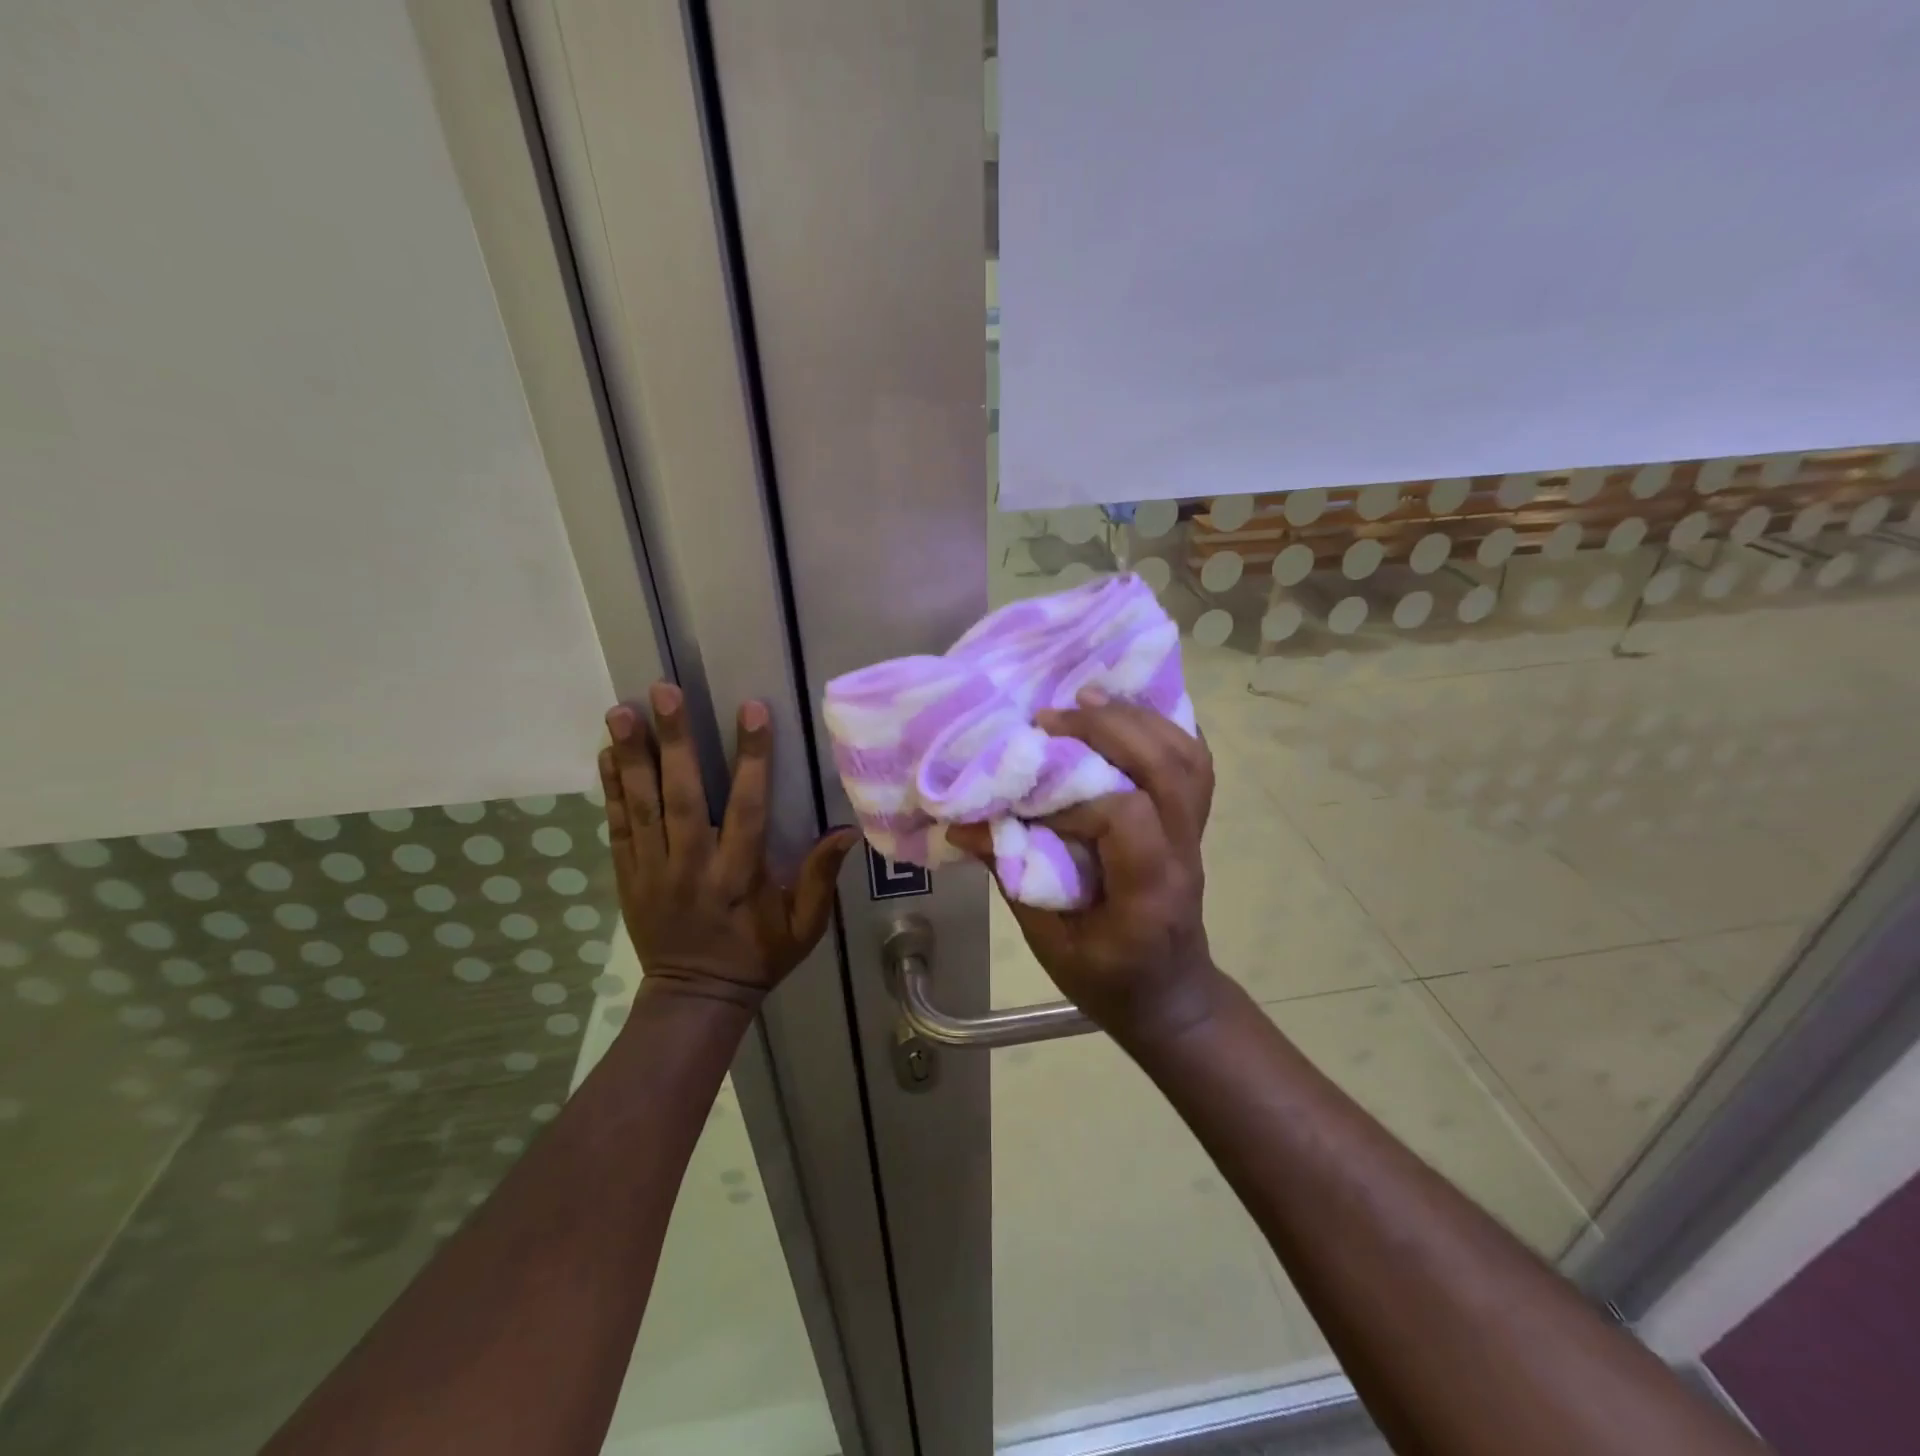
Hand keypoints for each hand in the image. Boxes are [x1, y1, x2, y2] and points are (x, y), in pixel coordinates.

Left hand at [600, 682, 858, 1007]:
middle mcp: (692, 865)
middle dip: (675, 741)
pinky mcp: (628, 876)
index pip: (747, 807)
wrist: (695, 998)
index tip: (752, 710)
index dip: (751, 758)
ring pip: (641, 805)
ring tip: (621, 711)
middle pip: (681, 795)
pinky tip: (607, 754)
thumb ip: (821, 879)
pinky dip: (611, 790)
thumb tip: (848, 830)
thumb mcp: (804, 927)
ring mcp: (653, 870)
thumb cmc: (758, 957)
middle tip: (664, 692)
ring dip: (632, 756)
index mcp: (738, 875)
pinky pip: (618, 827)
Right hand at [949, 690, 1222, 1042]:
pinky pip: (1194, 760)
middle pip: (1167, 768)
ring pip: (1187, 756)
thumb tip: (964, 826)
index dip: (1077, 798)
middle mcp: (1183, 852)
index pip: (1127, 817)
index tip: (1034, 802)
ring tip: (1087, 697)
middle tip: (1050, 717)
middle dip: (1107, 729)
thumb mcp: (1051, 944)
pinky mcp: (1193, 821)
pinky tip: (1126, 710)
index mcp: (1149, 891)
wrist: (1171, 996)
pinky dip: (1164, 725)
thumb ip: (1013, 880)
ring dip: (1137, 717)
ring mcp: (1195, 833)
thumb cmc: (1109, 980)